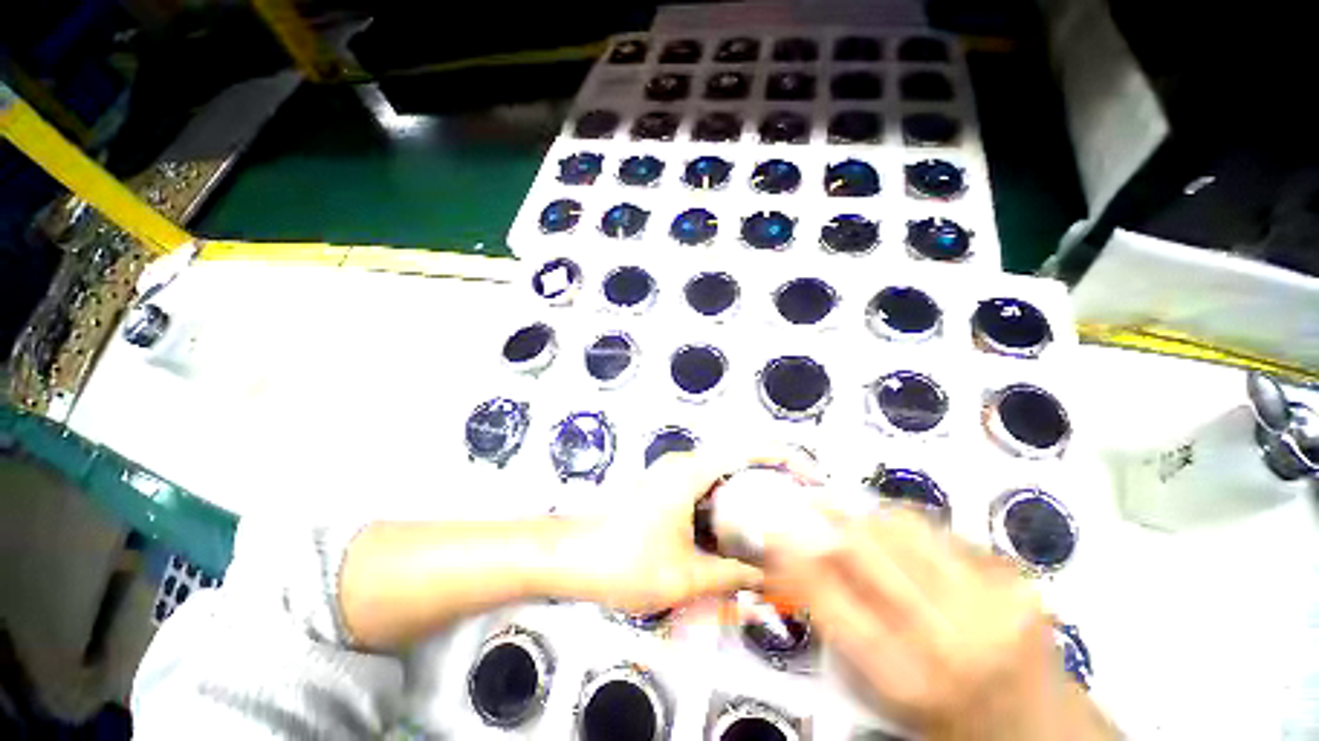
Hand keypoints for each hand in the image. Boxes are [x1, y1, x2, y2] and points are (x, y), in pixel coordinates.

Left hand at [556, 451, 796, 614]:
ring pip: (724, 484)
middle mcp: (684, 466)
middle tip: (797, 517)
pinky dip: (726, 515)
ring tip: (771, 536)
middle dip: (771, 489)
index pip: (750, 449)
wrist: (571, 557)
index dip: (785, 458)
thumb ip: (732, 576)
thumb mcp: (686, 575)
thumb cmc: (620, 559)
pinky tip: (733, 545)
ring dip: (747, 506)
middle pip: (740, 466)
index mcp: (691, 471)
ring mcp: (674, 478)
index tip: (811, 478)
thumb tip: (766, 580)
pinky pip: (708, 497)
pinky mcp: (666, 493)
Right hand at [765, 509, 1114, 740]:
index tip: (772, 532)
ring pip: (902, 525)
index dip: (793, 556)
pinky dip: (904, 525)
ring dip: (865, 517)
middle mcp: (953, 636)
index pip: (829, 599)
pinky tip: (899, 540)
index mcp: (910, 680)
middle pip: (867, 547)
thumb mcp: (884, 691)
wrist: (1043, 732)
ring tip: (852, 522)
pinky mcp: (1015, 577)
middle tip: (806, 506)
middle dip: (826, 518)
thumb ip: (839, 623)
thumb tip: (796, 561)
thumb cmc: (951, 721)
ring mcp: (993, 600)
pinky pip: (937, 528)